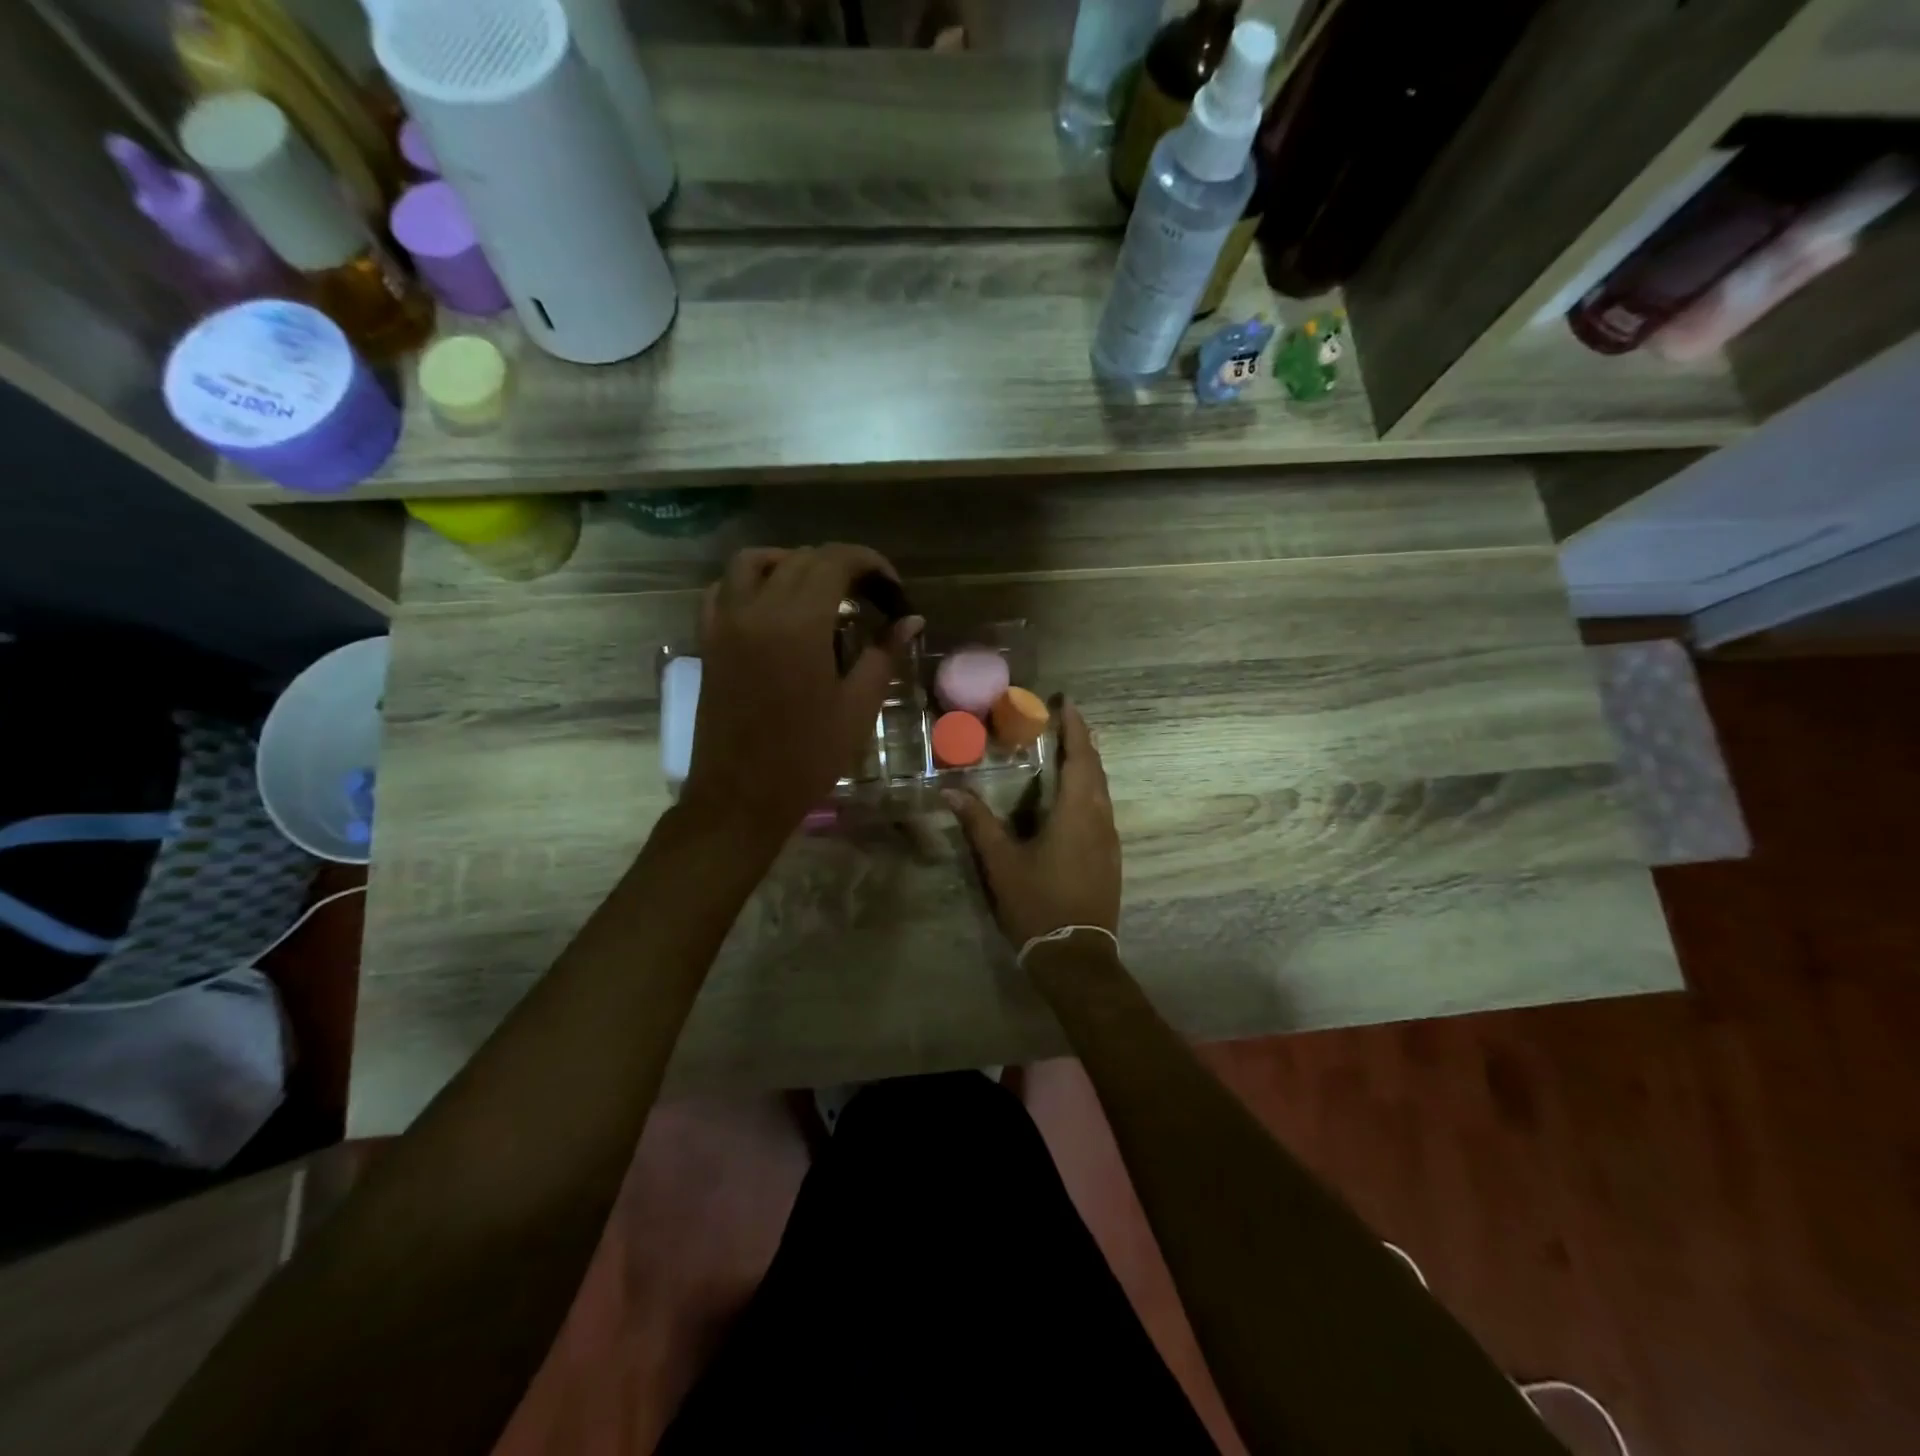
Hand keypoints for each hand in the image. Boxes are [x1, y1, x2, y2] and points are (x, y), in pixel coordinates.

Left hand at [682, 544, 922, 843]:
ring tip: (820, 591)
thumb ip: (883, 653)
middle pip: (800, 558)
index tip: (892, 590)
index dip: (870, 564)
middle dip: (841, 566)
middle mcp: (756, 609)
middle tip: (869, 598)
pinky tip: (773, 607)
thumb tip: (911, 620)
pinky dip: (751, 583)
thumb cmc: (807, 756)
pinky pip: (723, 590)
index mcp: (798, 622)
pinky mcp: (708, 641)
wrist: (741, 796)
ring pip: (754, 563)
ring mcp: (725, 622)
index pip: (835, 561)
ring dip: (791, 563)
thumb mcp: (858, 706)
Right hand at [944, 699, 1121, 949]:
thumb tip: (951, 791)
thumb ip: (979, 823)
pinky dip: (1089, 790)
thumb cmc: (1037, 903)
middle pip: (1095, 770)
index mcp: (1076, 813)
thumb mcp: (1001, 862)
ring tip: (1068, 750)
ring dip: (1088, 766)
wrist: (1076, 955)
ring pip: (1102, 790)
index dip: (1076, 728)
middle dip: (1082, 742)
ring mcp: (1109, 840)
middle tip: (1064, 720)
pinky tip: (1073, 796)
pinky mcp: (1110, 857)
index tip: (1067, 703)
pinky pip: (1102, 809)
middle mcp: (1099, 819)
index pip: (1080, 758)